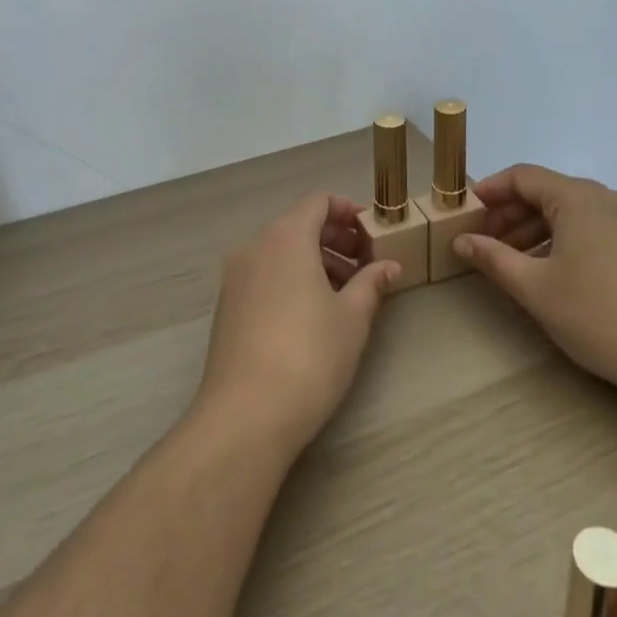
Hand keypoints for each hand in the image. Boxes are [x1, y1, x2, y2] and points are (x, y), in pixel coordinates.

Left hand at [194, 193, 400, 456]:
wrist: (245, 415)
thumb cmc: (309, 355)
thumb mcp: (352, 318)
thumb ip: (371, 283)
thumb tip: (389, 265)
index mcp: (286, 238)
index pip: (317, 201)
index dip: (346, 210)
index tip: (371, 231)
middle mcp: (255, 247)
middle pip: (297, 225)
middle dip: (334, 239)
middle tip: (365, 264)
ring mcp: (235, 278)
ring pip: (280, 252)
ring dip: (314, 261)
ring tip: (345, 294)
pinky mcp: (227, 307)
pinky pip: (264, 276)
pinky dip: (290, 279)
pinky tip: (312, 315)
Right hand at [453, 164, 616, 390]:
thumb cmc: (598, 314)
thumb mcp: (534, 287)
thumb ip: (493, 258)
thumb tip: (461, 241)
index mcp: (579, 198)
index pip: (523, 176)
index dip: (490, 190)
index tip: (464, 212)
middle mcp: (604, 198)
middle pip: (545, 192)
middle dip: (509, 214)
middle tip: (481, 242)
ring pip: (566, 212)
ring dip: (531, 230)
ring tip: (506, 261)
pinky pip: (587, 228)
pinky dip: (558, 240)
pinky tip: (543, 271)